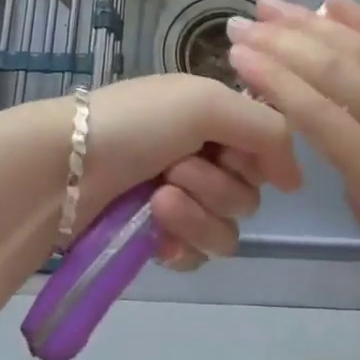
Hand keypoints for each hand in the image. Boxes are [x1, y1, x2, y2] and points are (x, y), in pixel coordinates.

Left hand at [57, 73, 300, 271]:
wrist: (63, 167)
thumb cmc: (136, 123)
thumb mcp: (207, 103)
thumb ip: (268, 130)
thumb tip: (296, 180)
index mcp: (210, 116)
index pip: (266, 149)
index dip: (256, 159)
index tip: (231, 154)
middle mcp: (198, 154)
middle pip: (249, 195)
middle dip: (217, 187)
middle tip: (176, 170)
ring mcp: (176, 198)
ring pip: (227, 231)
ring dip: (198, 217)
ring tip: (158, 201)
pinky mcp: (155, 237)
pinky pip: (197, 256)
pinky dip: (182, 245)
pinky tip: (156, 236)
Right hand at [225, 0, 359, 314]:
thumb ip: (356, 189)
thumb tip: (340, 146)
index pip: (315, 113)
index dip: (272, 79)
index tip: (237, 53)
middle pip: (332, 70)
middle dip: (279, 41)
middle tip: (240, 20)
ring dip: (311, 22)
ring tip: (273, 3)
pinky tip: (334, 2)